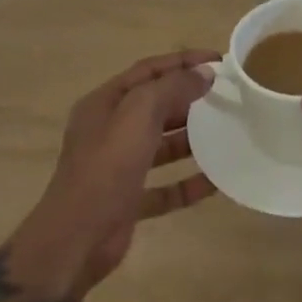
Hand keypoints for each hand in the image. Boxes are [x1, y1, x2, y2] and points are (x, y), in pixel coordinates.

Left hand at [21, 50, 217, 297]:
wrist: (75, 241)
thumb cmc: (106, 167)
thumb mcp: (139, 115)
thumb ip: (172, 88)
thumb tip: (205, 73)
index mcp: (105, 103)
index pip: (149, 70)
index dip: (183, 61)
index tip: (218, 60)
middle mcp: (110, 131)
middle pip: (155, 106)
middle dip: (189, 99)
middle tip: (226, 97)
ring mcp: (118, 167)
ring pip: (161, 146)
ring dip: (191, 139)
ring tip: (226, 133)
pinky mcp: (129, 201)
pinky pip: (165, 187)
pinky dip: (187, 183)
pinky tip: (216, 181)